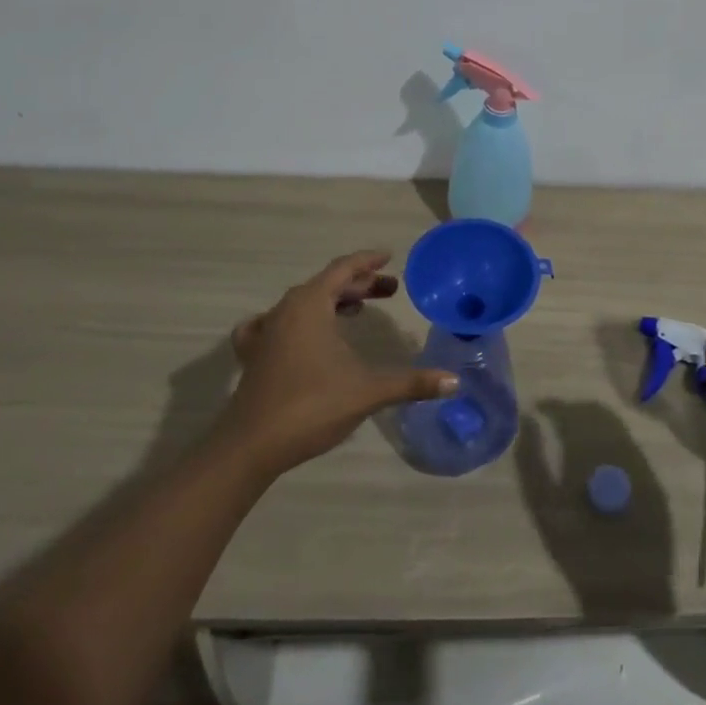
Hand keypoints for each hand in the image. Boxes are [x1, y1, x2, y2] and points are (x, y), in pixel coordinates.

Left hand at [223, 250, 456, 478]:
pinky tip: (300, 333)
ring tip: (357, 309)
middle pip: (326, 284)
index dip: (368, 261)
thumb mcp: (368, 391)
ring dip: (332, 300)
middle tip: (389, 290)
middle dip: (358, 284)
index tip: (390, 257)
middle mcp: (286, 309)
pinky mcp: (255, 355)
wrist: (250, 447)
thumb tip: (454, 383)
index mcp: (311, 304)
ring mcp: (266, 331)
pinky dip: (297, 320)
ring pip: (304, 302)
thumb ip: (411, 383)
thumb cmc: (311, 406)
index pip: (344, 269)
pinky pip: (277, 323)